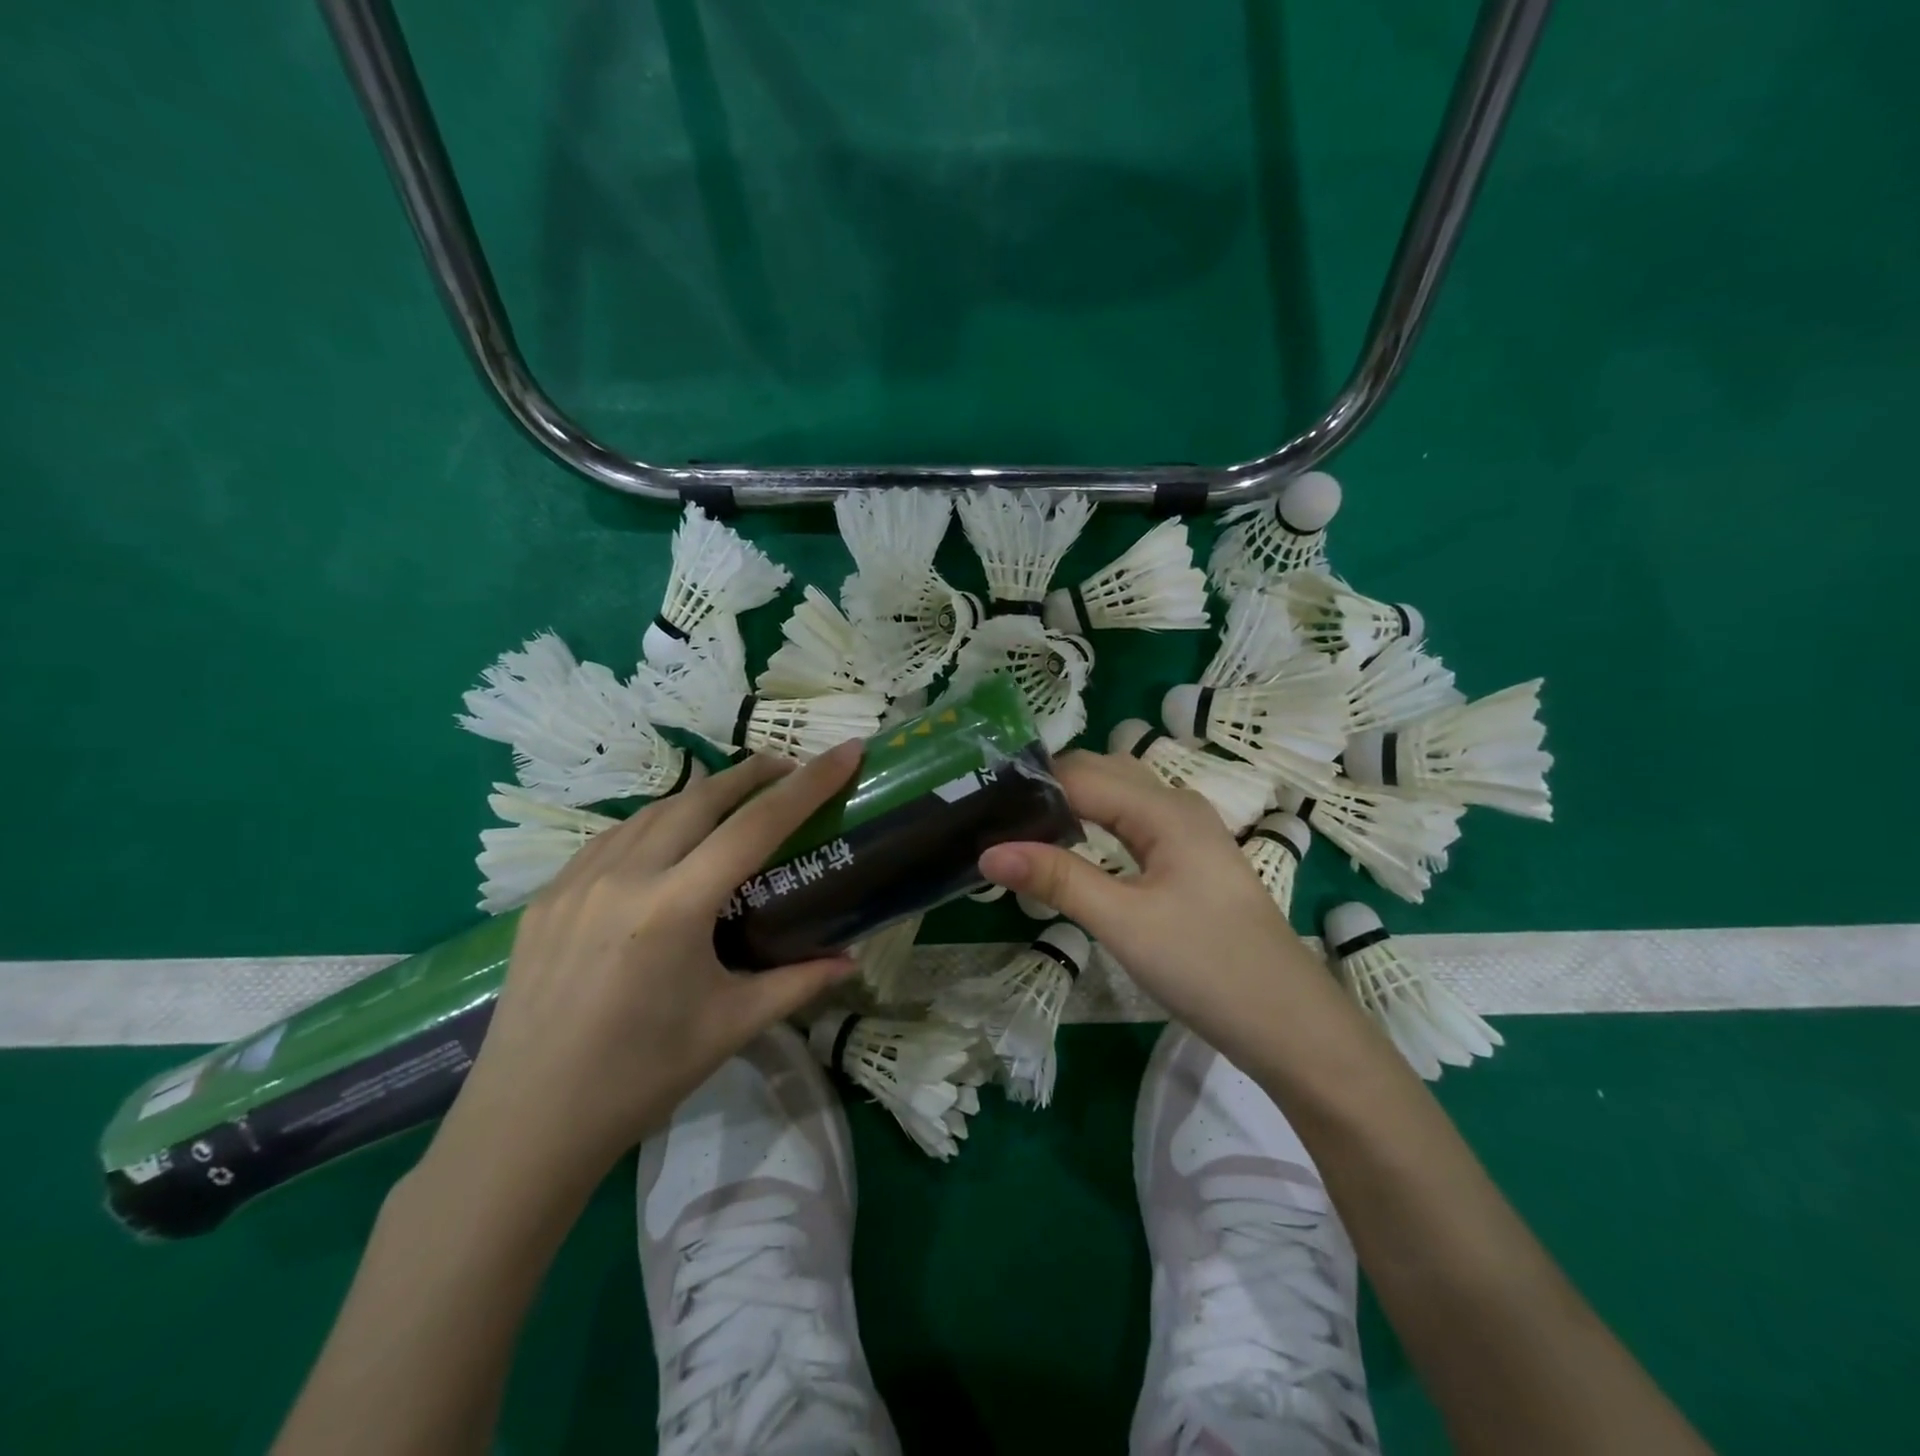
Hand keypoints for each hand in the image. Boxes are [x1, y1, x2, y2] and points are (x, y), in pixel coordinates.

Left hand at [430, 745, 862, 1199]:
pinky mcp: (546, 898)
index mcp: (675, 908)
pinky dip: (652, 823)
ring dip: (700, 795)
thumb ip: (797, 983)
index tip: (846, 750)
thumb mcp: (730, 1027)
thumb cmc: (639, 1078)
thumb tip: (850, 960)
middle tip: (789, 767)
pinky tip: (665, 840)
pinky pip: (610, 839)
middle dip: (752, 774)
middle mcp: (624, 877)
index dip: (808, 783)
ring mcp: (576, 882)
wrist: (524, 1127)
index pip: (757, 825)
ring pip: (652, 811)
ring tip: (733, 799)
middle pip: (700, 798)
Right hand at [978, 750, 1335, 1064]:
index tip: (980, 807)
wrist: (1291, 1026)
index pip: (1080, 774)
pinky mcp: (1189, 860)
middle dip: (1047, 788)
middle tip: (994, 819)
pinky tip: (1073, 849)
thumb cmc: (1208, 968)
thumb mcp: (1124, 923)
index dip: (1030, 786)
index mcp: (1164, 809)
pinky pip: (1132, 823)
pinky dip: (1095, 825)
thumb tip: (989, 851)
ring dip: (1071, 804)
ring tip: (1021, 830)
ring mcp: (1188, 832)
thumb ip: (1058, 879)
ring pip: (1118, 796)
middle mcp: (1177, 805)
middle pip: (1100, 773)